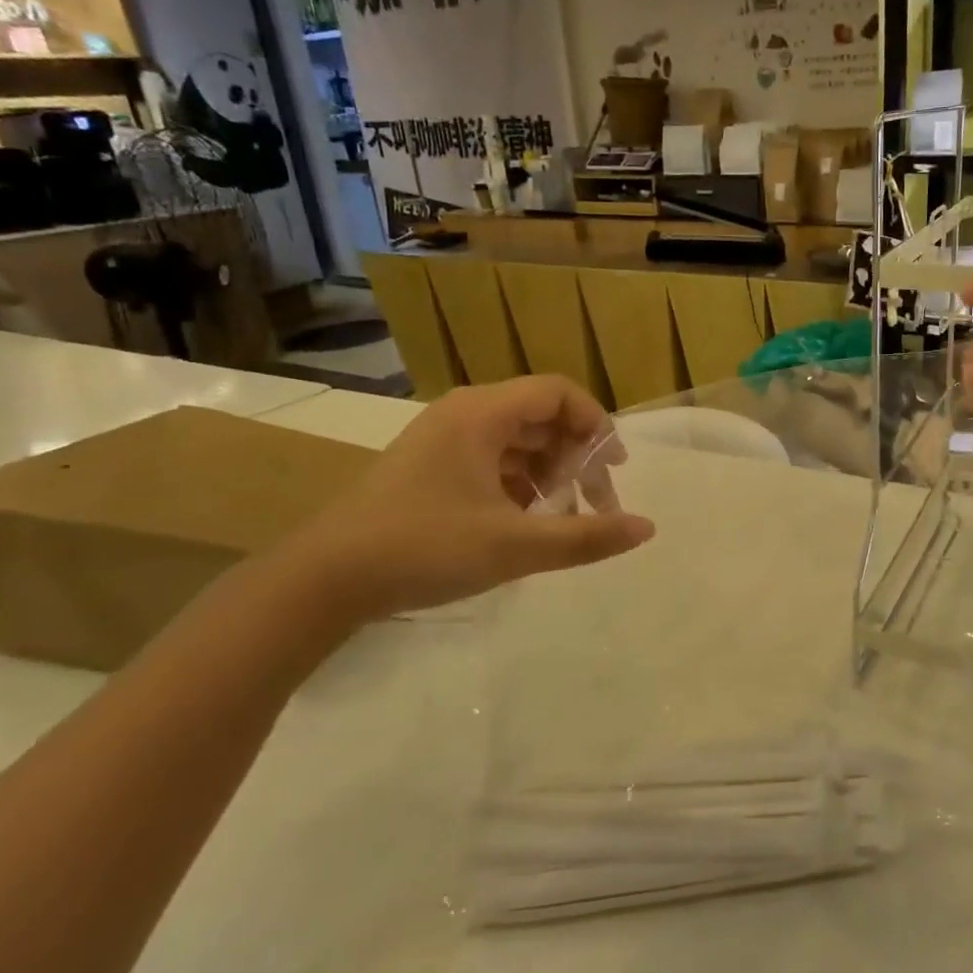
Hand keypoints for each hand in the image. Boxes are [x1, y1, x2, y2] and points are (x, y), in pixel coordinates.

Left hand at [279, 376, 655, 623]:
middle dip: (576, 457)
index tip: (614, 468)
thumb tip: (647, 528)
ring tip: (563, 519)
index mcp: (482, 414)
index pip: (558, 393)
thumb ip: (586, 537)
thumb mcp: (514, 546)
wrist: (325, 579)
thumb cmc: (423, 548)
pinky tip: (525, 524)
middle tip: (595, 503)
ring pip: (517, 442)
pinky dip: (520, 486)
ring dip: (550, 474)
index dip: (596, 424)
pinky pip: (493, 462)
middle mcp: (464, 415)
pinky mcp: (431, 468)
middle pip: (541, 417)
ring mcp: (444, 441)